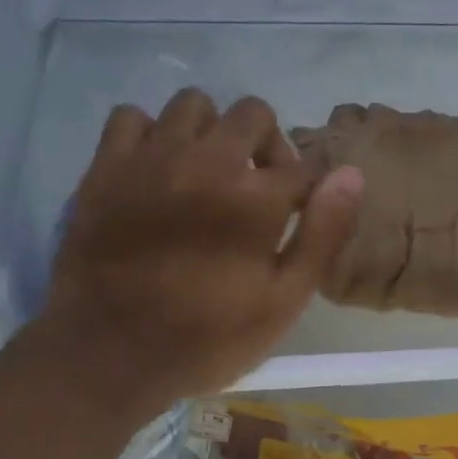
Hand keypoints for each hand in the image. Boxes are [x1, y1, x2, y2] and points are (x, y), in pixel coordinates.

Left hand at [17, 89, 362, 418]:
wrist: (108, 354)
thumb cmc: (207, 339)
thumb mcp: (282, 303)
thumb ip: (321, 235)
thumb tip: (351, 173)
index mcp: (255, 197)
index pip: (303, 164)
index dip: (309, 185)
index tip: (299, 208)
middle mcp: (206, 160)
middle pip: (253, 114)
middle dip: (267, 144)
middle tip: (257, 187)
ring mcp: (151, 157)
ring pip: (193, 104)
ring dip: (211, 131)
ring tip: (205, 172)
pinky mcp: (106, 166)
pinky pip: (132, 116)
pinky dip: (151, 134)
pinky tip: (155, 169)